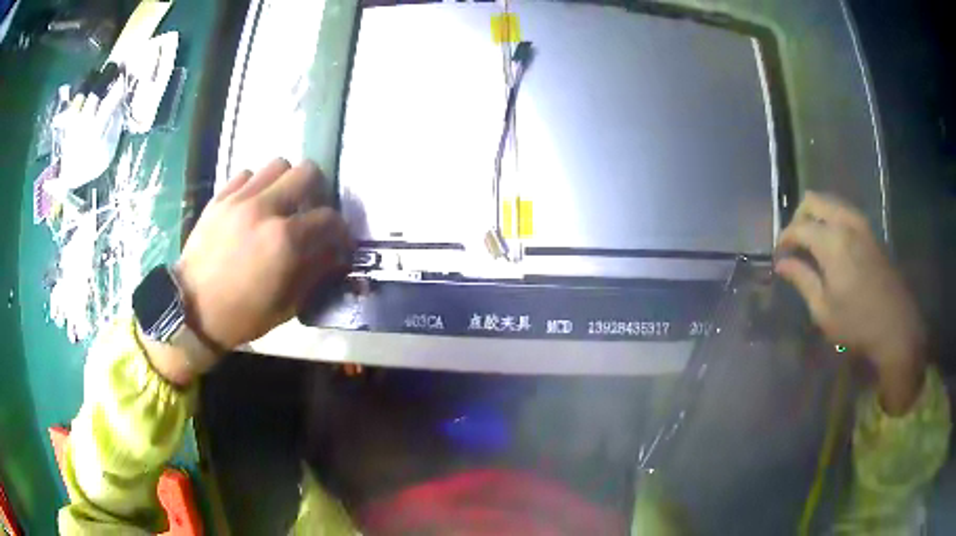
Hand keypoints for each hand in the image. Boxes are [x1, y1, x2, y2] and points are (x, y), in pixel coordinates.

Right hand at [775, 191, 925, 413]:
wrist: (895, 325)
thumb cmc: (857, 323)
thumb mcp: (824, 310)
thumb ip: (802, 280)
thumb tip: (781, 264)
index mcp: (832, 242)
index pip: (799, 227)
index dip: (784, 239)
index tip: (779, 256)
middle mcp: (846, 223)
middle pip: (814, 200)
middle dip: (798, 218)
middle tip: (794, 244)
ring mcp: (861, 223)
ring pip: (830, 202)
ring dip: (816, 216)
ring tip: (811, 242)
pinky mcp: (871, 231)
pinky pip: (845, 211)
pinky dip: (832, 219)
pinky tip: (832, 243)